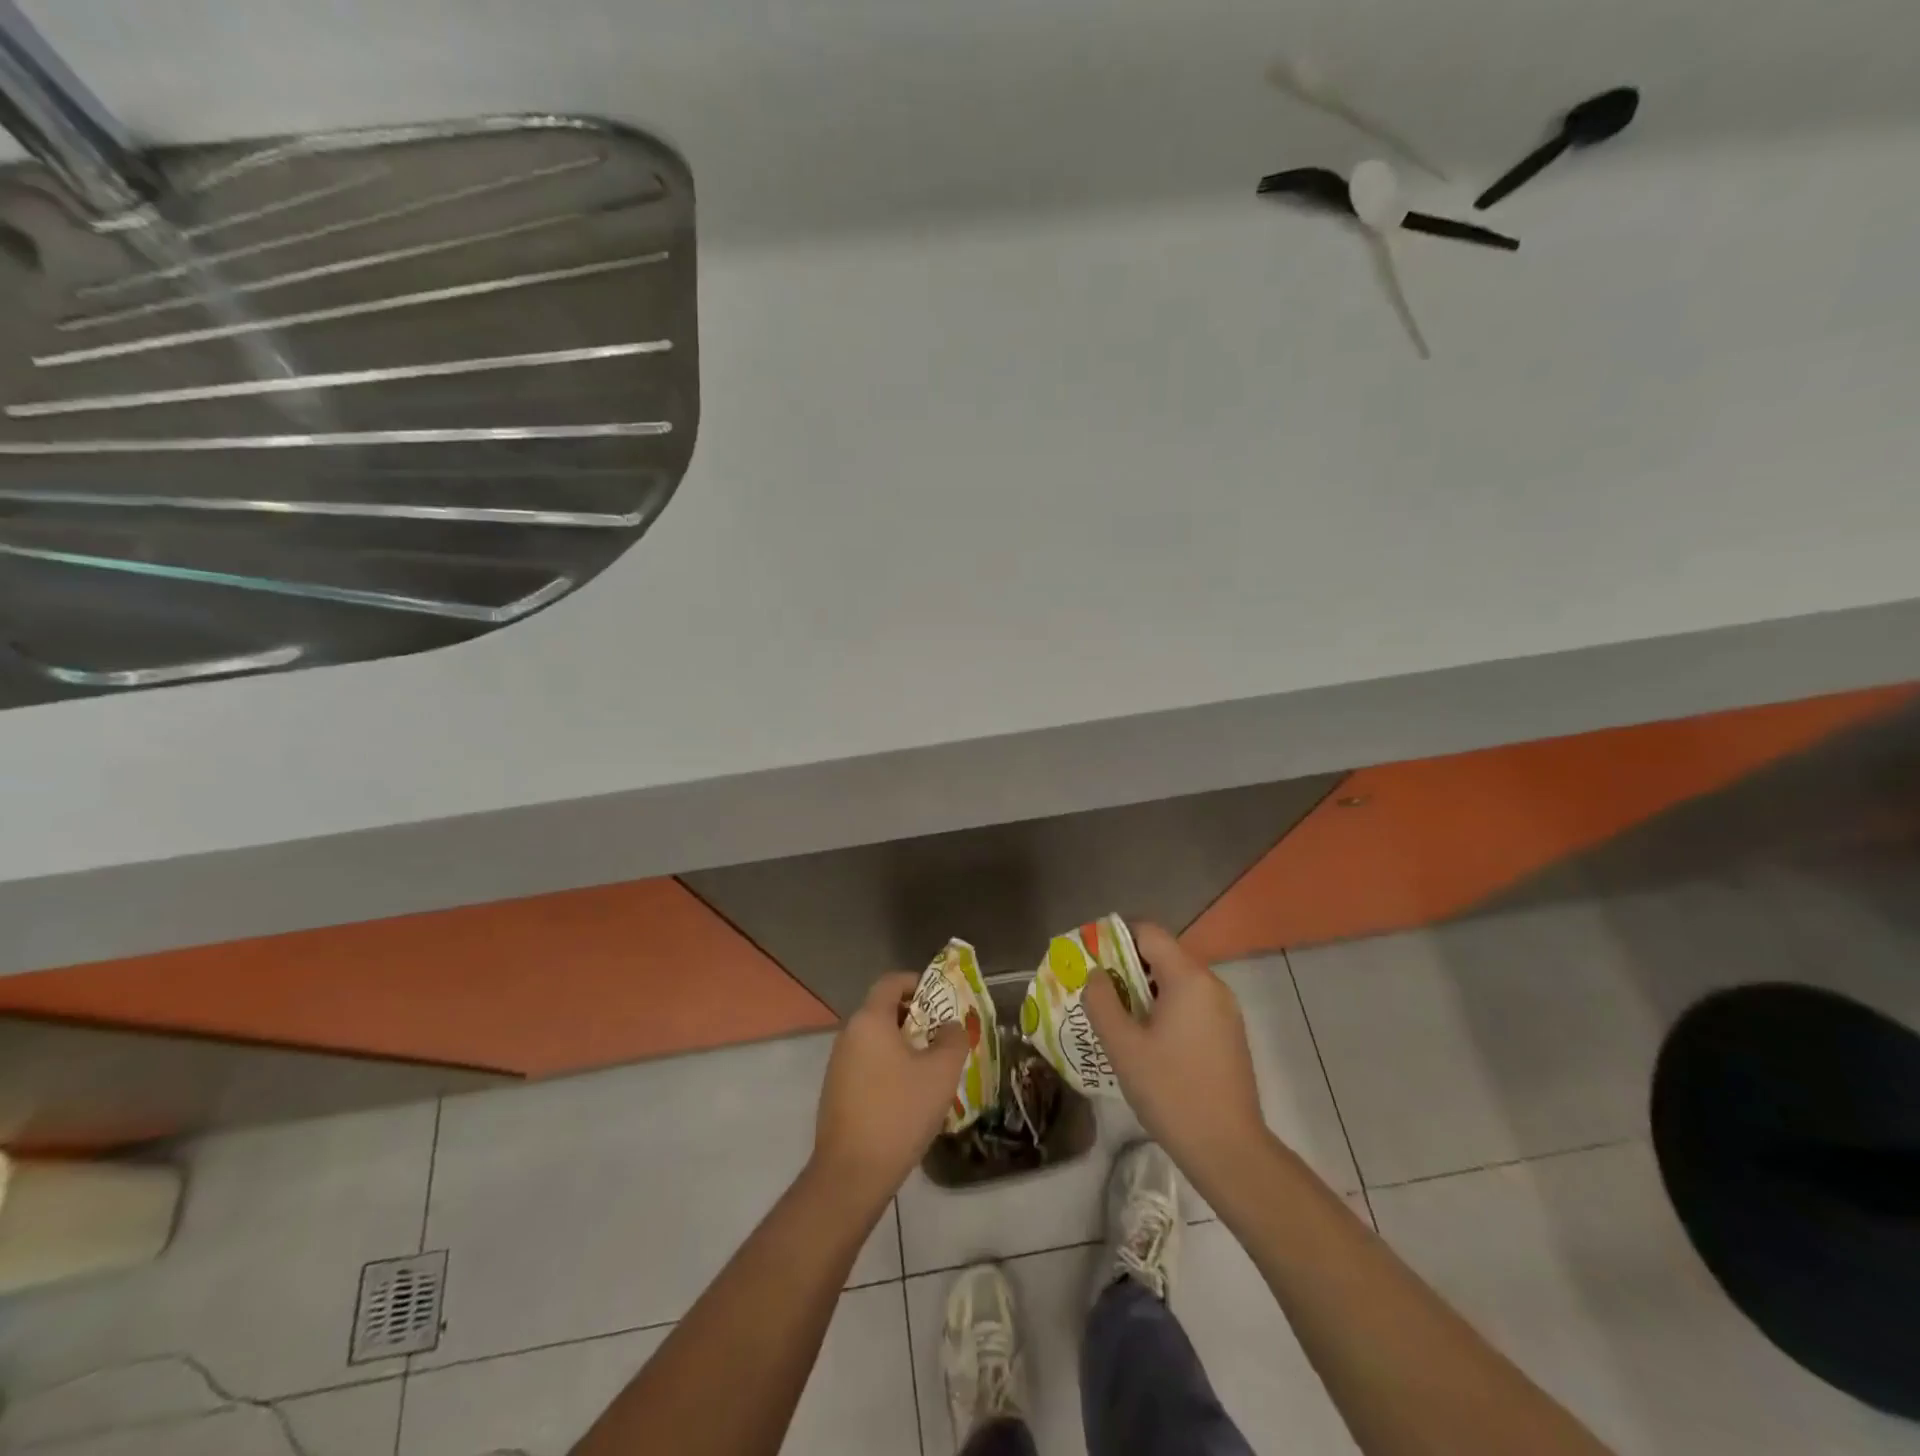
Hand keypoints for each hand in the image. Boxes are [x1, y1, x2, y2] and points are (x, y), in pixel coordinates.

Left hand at [811, 971, 968, 1207]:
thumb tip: (951, 1026)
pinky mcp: (836, 1091)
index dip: (917, 982)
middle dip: (915, 1017)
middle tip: (943, 1036)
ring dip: (903, 1045)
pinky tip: (908, 1095)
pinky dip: (888, 1066)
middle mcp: (849, 1034)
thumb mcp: (941, 1073)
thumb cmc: (900, 1112)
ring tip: (931, 1067)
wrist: (852, 1172)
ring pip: (876, 1040)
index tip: (941, 998)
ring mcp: (838, 1064)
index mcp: (870, 1020)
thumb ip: (953, 1040)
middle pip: (883, 1010)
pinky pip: (867, 1064)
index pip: (891, 982)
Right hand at [1084, 923, 1266, 1182]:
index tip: (1091, 957)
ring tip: (1117, 1017)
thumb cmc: (1171, 1092)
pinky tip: (1147, 1040)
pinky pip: (1191, 1004)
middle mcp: (1212, 985)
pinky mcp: (1229, 1034)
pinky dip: (1165, 1008)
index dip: (1116, 936)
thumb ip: (1102, 1002)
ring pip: (1177, 981)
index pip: (1149, 932)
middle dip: (1126, 966)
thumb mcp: (1123, 1046)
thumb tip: (1096, 974)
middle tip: (1097, 991)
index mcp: (1188, 979)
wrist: (1229, 1150)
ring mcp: (1225, 1010)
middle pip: (1163, 955)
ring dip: (1144, 990)